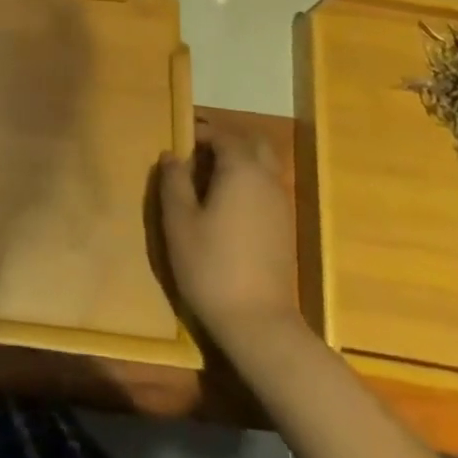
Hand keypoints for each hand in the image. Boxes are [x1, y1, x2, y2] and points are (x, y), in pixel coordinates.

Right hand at [157, 123, 300, 337]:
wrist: (258, 324)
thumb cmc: (211, 265)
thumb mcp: (179, 221)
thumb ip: (174, 181)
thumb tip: (171, 155)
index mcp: (242, 171)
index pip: (223, 136)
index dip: (200, 134)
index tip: (178, 143)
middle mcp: (267, 181)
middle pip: (254, 145)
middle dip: (226, 143)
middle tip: (197, 158)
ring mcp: (281, 206)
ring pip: (264, 168)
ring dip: (238, 165)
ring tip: (206, 184)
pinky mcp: (285, 230)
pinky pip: (267, 191)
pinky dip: (248, 187)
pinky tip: (225, 210)